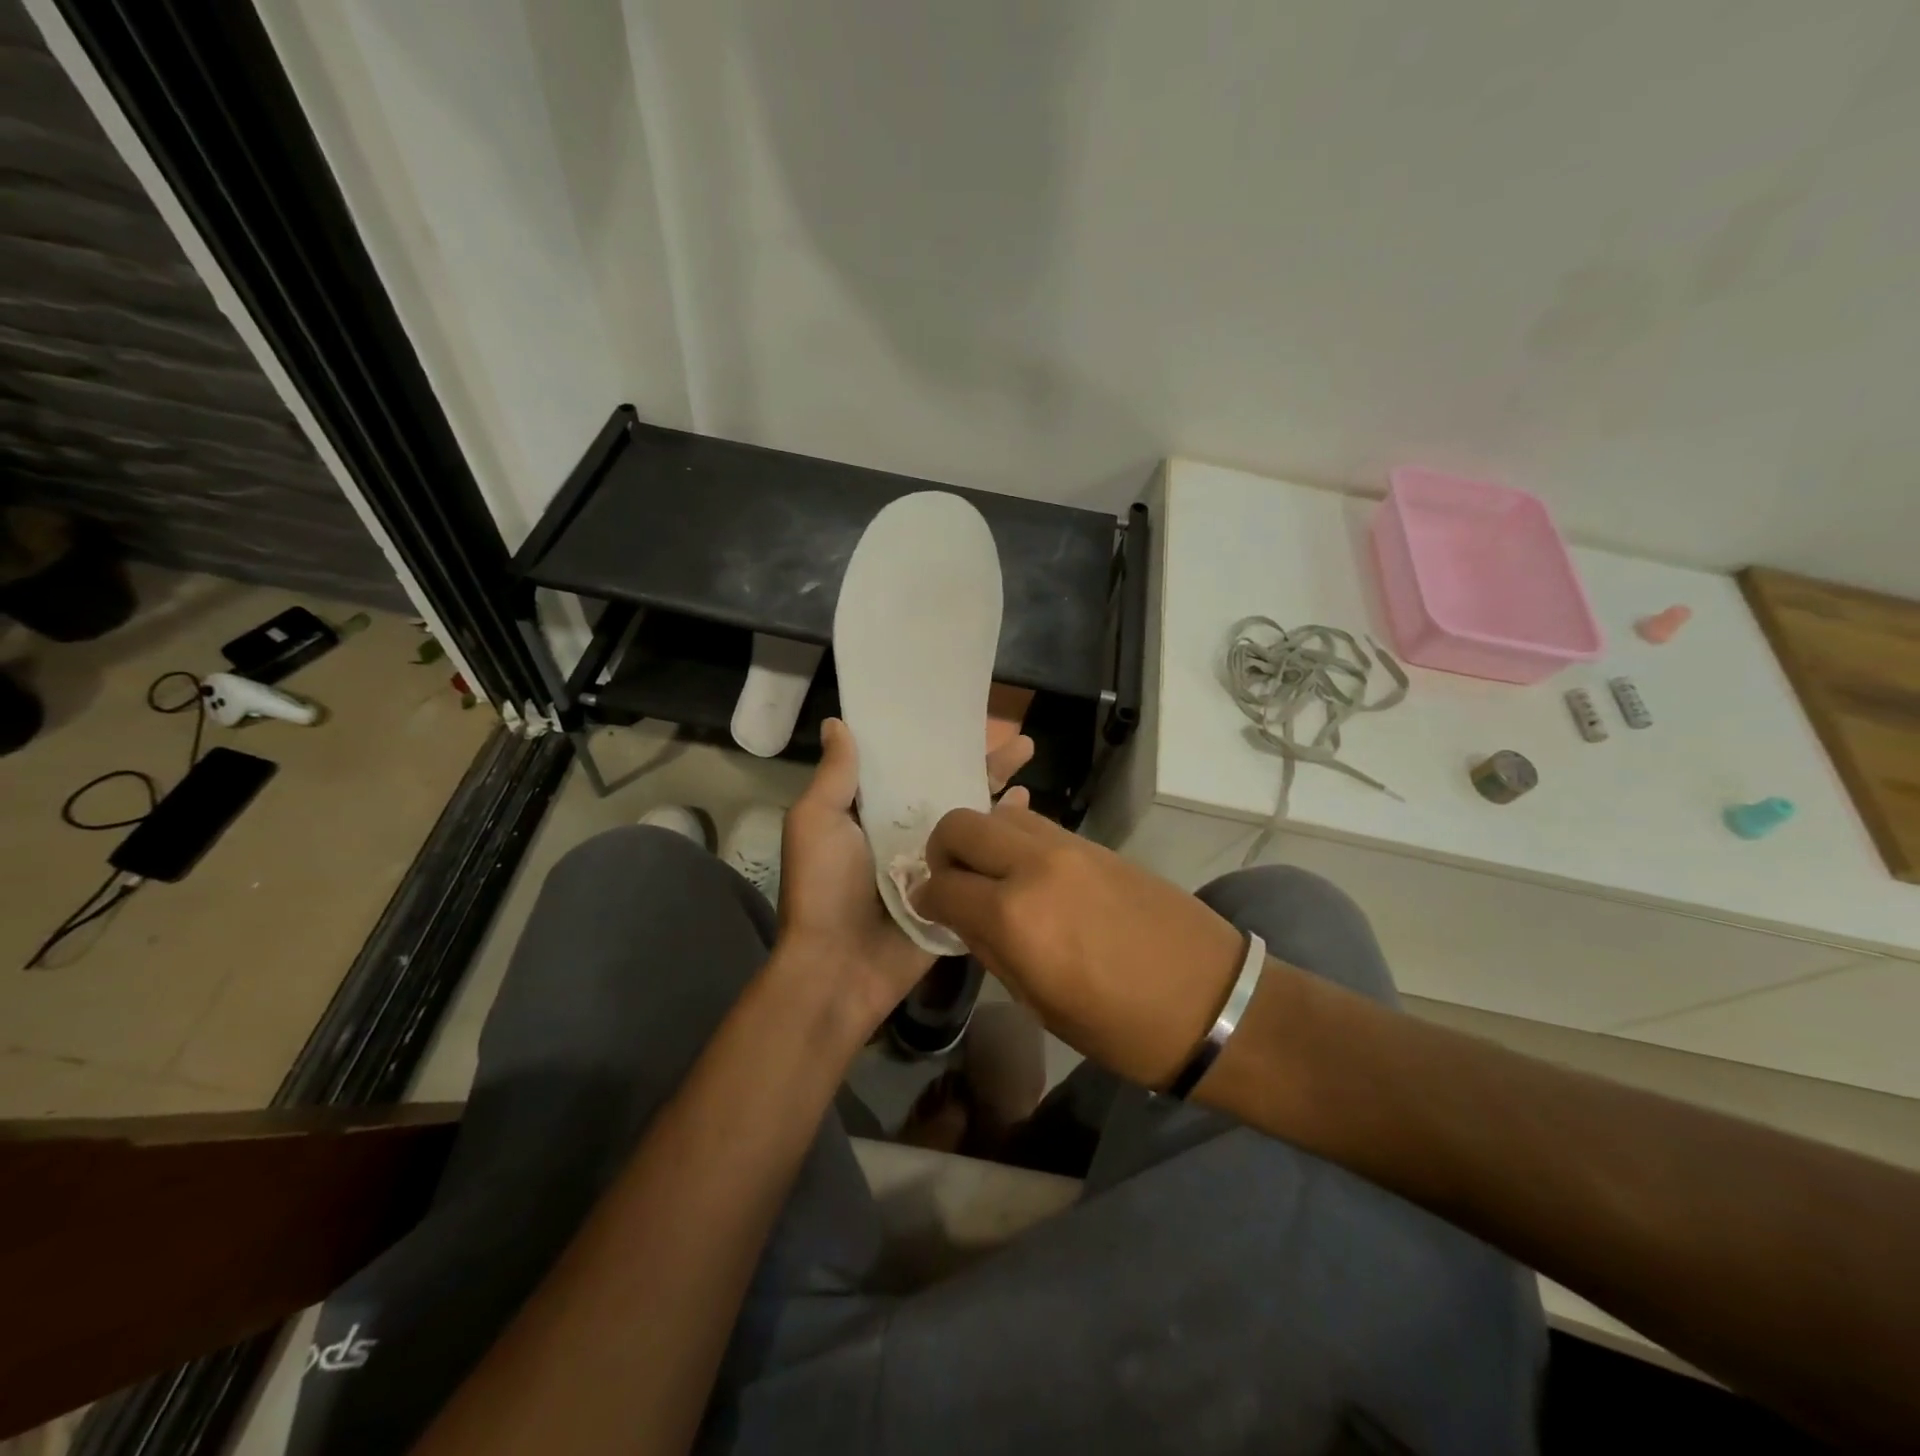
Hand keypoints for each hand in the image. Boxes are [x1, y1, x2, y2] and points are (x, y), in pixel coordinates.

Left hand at [775, 717, 1033, 1035]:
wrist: (840, 968)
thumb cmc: (824, 888)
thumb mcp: (817, 822)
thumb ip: (835, 776)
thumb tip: (838, 722)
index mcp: (871, 813)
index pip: (910, 767)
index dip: (934, 742)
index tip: (962, 716)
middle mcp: (905, 833)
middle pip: (949, 788)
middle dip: (981, 762)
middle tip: (1018, 740)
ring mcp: (935, 864)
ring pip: (972, 819)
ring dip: (998, 790)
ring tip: (1028, 761)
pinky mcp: (957, 892)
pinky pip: (983, 858)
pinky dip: (1006, 834)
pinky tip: (1028, 810)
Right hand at [914, 803, 1244, 1088]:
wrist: (1214, 1001)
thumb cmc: (1122, 1027)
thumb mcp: (1040, 1004)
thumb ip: (990, 949)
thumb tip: (959, 915)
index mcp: (1014, 916)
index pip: (940, 885)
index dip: (924, 898)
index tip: (927, 909)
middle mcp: (1034, 865)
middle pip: (961, 825)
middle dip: (943, 851)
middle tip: (952, 884)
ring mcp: (1069, 847)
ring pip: (1000, 813)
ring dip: (983, 839)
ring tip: (993, 877)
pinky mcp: (1096, 843)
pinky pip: (1038, 825)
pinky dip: (1018, 839)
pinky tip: (1030, 873)